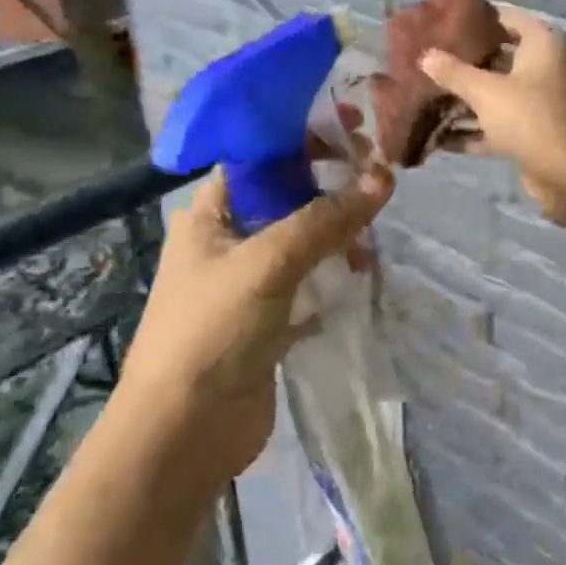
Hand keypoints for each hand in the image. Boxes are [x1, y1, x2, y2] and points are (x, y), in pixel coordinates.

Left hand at [122, 166, 393, 487]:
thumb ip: (326, 219)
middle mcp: (227, 239)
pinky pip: (308, 281)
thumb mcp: (268, 262)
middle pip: (287, 194)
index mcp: (211, 212)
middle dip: (330, 185)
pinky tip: (361, 273)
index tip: (354, 127)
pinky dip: (333, 273)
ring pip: (302, 238)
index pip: (261, 155)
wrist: (182, 436)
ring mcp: (248, 281)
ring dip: (337, 233)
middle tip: (378, 179)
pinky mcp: (268, 319)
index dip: (304, 136)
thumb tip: (383, 176)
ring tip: (370, 244)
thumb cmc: (211, 332)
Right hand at [418, 7, 565, 222]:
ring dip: (467, 99)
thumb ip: (453, 73)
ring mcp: (545, 101)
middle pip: (501, 57)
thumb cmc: (530, 118)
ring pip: (500, 93)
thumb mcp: (485, 92)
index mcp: (544, 44)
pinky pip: (502, 122)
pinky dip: (477, 129)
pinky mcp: (539, 132)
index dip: (476, 20)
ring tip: (427, 99)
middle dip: (465, 64)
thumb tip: (425, 57)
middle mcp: (549, 67)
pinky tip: (441, 139)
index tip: (444, 25)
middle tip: (430, 62)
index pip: (507, 19)